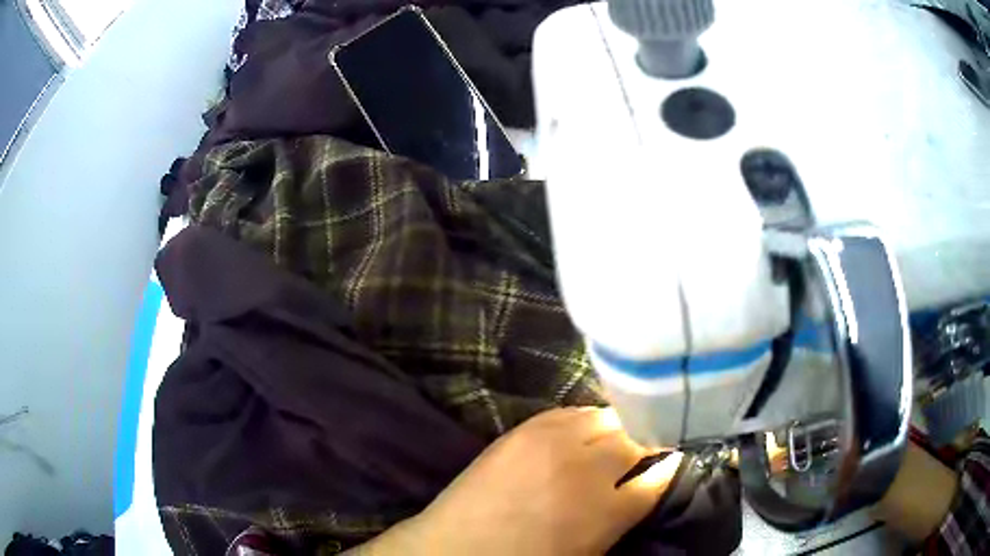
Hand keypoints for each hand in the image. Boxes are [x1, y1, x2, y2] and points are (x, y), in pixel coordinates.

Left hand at [355, 407, 682, 555]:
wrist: (458, 548)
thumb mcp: (590, 550)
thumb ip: (624, 515)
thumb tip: (649, 482)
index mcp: (608, 510)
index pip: (658, 476)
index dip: (668, 466)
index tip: (672, 457)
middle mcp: (588, 468)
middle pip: (635, 438)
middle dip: (646, 441)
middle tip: (645, 446)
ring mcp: (554, 442)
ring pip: (606, 417)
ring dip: (616, 426)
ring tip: (614, 436)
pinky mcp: (525, 429)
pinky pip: (570, 411)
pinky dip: (584, 419)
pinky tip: (583, 429)